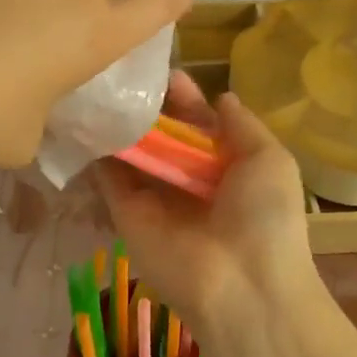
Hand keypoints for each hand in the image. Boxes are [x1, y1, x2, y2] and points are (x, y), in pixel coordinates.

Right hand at [98, 71, 324, 349]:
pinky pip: (108, 175)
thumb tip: (221, 96)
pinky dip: (96, 147)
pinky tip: (86, 112)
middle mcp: (188, 179)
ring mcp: (155, 195)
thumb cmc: (265, 217)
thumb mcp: (270, 160)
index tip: (165, 71)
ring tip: (100, 82)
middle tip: (125, 71)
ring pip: (132, 150)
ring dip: (119, 121)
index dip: (184, 97)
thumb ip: (243, 125)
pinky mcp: (125, 212)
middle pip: (162, 133)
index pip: (198, 123)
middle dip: (148, 104)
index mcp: (226, 166)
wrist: (241, 286)